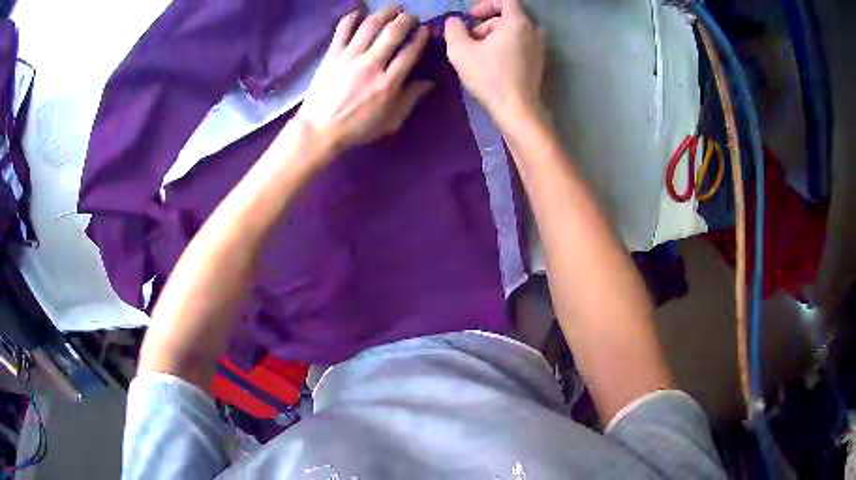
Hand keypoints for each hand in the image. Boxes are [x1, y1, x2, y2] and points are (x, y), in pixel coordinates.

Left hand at [297, 6, 432, 154]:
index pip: (411, 51)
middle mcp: (372, 64)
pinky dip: (352, 17)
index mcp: (389, 83)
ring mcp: (350, 56)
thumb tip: (429, 82)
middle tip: (411, 16)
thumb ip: (411, 99)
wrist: (319, 129)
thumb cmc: (357, 128)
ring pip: (371, 25)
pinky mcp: (332, 54)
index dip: (421, 37)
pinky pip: (343, 29)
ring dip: (385, 12)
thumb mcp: (391, 120)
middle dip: (407, 19)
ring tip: (393, 8)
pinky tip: (360, 11)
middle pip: (393, 32)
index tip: (425, 31)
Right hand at [444, 0, 544, 122]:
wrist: (517, 110)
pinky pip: (520, 44)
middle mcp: (533, 30)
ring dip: (493, 37)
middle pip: (507, 16)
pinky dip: (505, 47)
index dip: (485, 4)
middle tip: (469, 40)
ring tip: (478, 54)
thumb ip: (453, 29)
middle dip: (485, 25)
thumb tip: (455, 22)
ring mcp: (539, 47)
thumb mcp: (460, 50)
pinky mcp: (539, 61)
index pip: (504, 0)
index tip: (471, 17)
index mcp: (517, 22)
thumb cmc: (489, 77)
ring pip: (513, 31)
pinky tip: (493, 64)